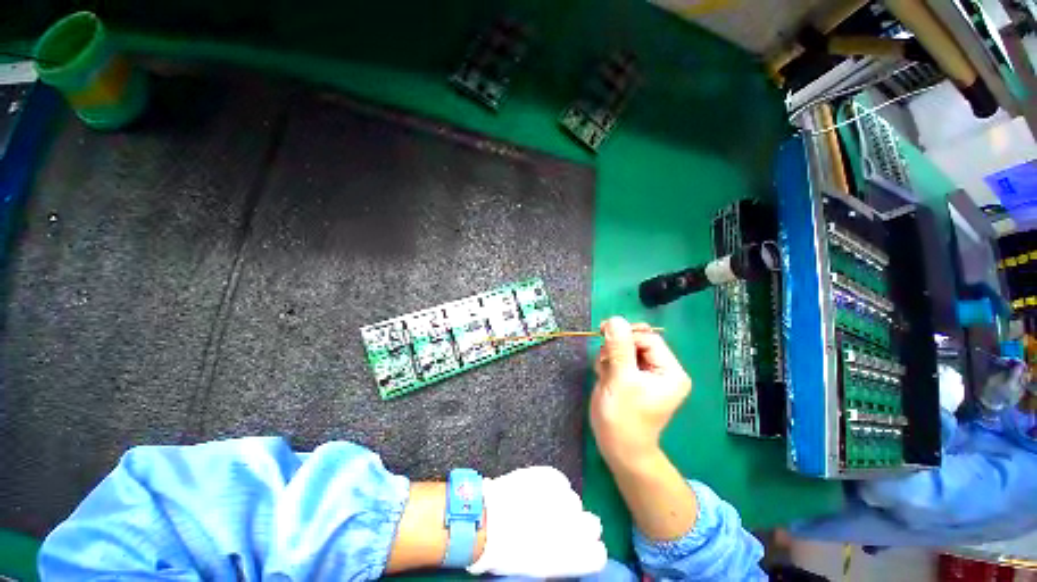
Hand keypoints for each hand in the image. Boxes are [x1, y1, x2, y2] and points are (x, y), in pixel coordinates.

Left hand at [467, 467, 606, 577]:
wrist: (486, 521)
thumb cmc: (508, 553)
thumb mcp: (541, 567)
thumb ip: (566, 559)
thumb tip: (575, 551)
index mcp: (572, 555)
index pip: (598, 554)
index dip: (590, 550)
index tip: (582, 548)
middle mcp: (573, 526)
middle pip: (593, 524)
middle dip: (580, 525)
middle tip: (561, 526)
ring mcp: (561, 497)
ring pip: (575, 501)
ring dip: (564, 505)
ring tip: (544, 507)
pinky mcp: (549, 475)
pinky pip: (560, 481)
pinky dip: (554, 486)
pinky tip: (540, 491)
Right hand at [590, 317, 691, 463]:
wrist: (617, 448)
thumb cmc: (623, 417)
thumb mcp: (621, 379)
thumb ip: (619, 348)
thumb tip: (614, 319)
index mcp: (670, 371)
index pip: (649, 338)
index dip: (627, 335)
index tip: (603, 333)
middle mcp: (661, 370)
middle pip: (637, 341)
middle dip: (616, 346)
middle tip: (603, 356)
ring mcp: (646, 374)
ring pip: (624, 348)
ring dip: (610, 354)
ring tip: (604, 372)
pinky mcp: (631, 377)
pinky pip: (618, 358)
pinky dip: (607, 362)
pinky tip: (604, 376)